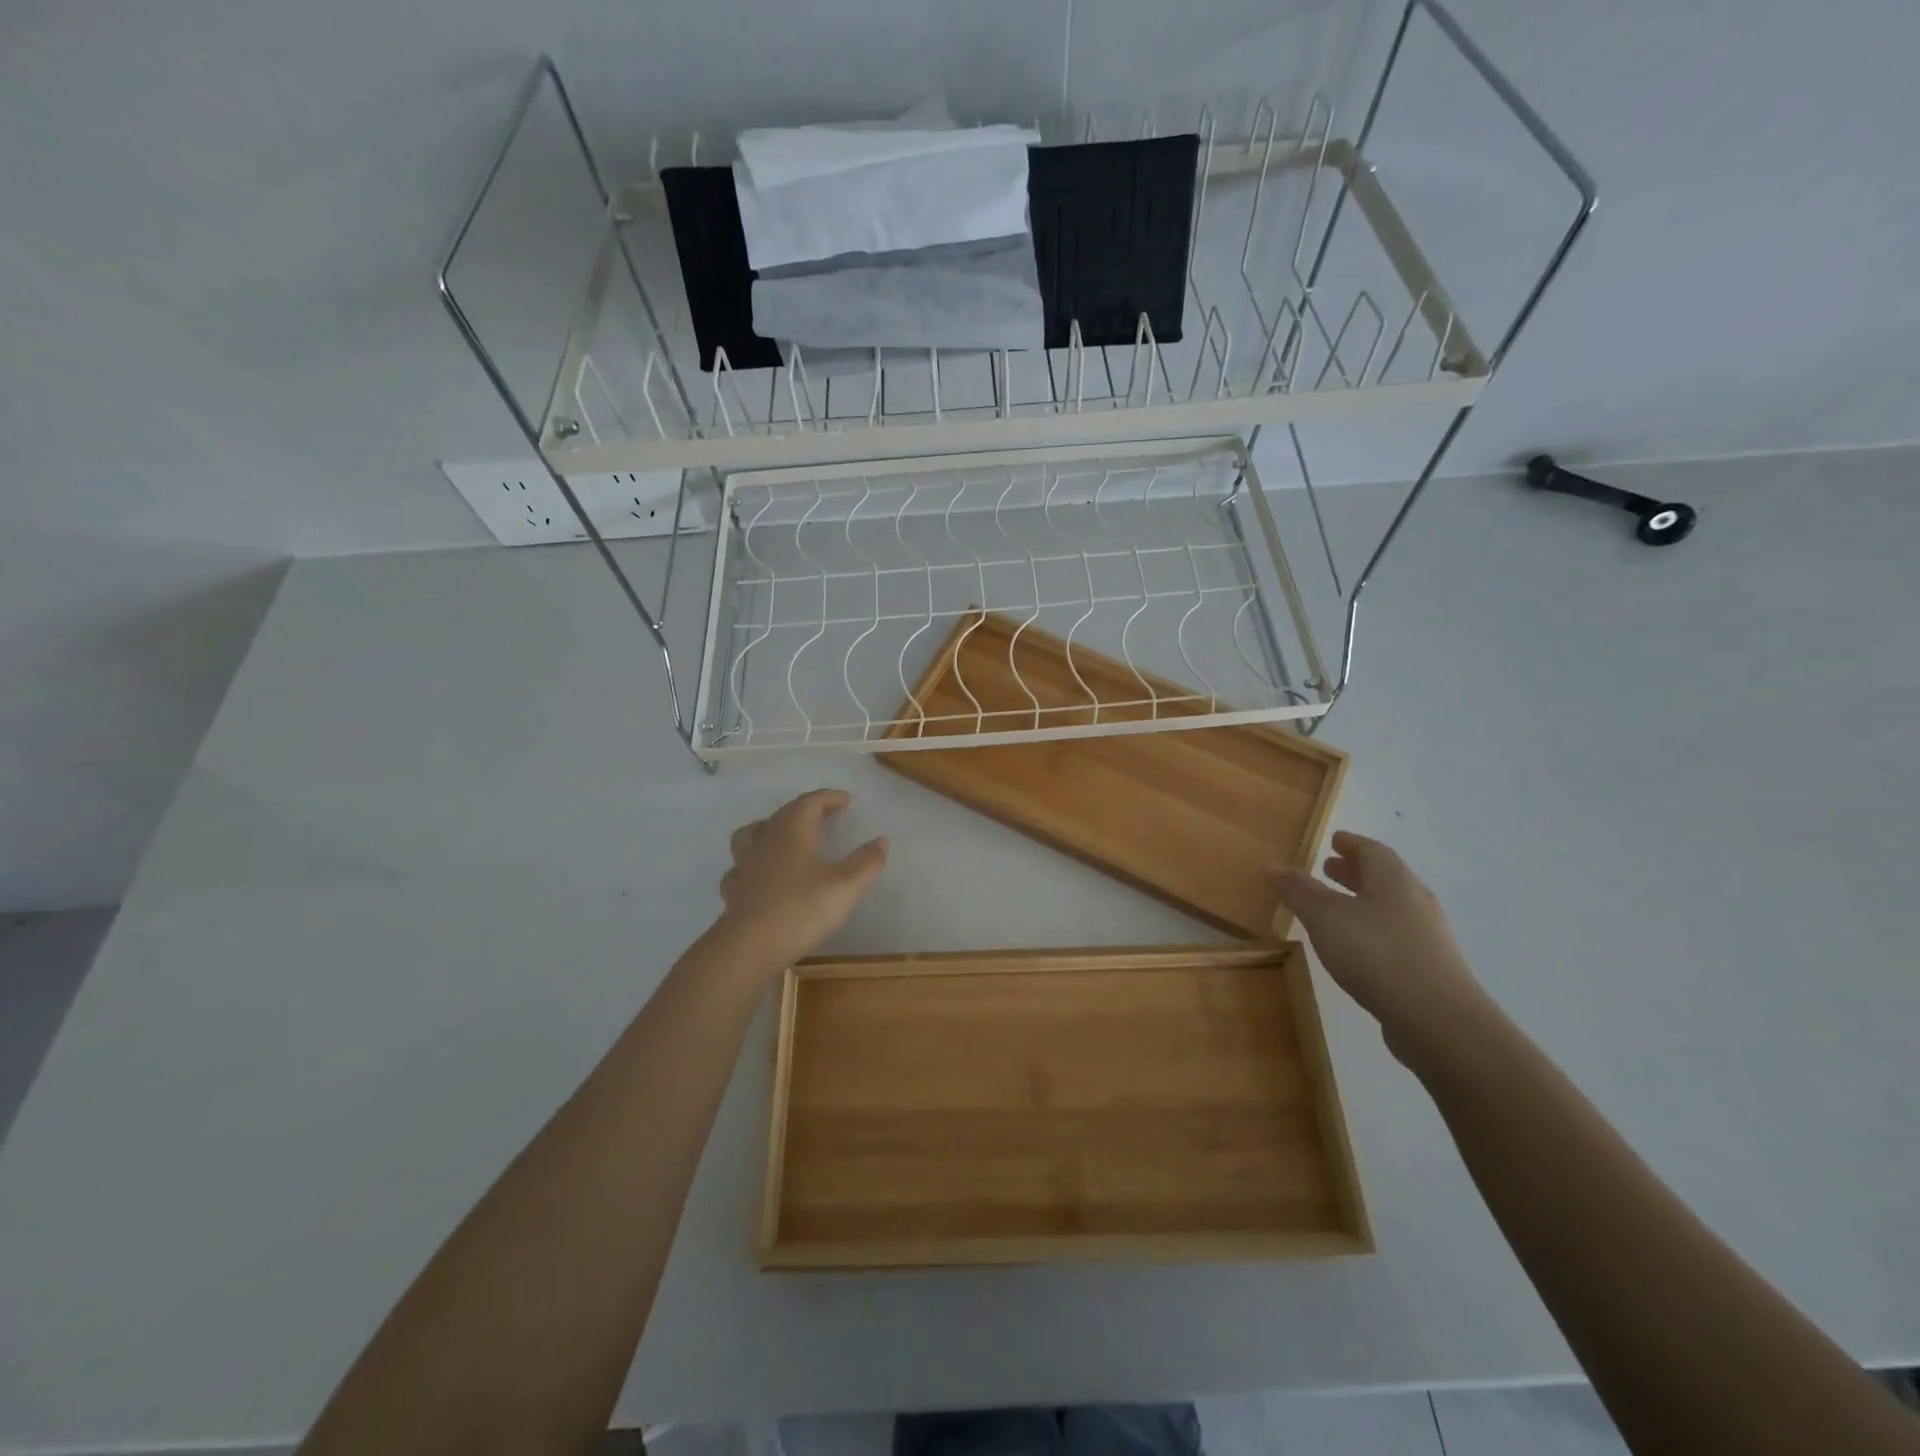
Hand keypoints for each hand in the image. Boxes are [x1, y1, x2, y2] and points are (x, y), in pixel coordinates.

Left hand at [712, 789, 887, 976]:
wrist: (750, 947)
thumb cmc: (802, 909)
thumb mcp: (846, 886)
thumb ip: (866, 862)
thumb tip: (882, 840)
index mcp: (792, 832)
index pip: (810, 802)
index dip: (828, 798)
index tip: (846, 800)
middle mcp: (765, 841)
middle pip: (783, 814)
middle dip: (805, 809)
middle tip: (823, 814)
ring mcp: (744, 866)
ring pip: (751, 835)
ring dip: (769, 829)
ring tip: (782, 836)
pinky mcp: (733, 891)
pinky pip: (740, 868)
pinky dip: (752, 864)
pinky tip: (759, 876)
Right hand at [1270, 831, 1485, 1042]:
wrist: (1438, 1020)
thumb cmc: (1377, 954)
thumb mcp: (1325, 918)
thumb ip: (1299, 891)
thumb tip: (1273, 866)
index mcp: (1394, 880)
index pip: (1372, 850)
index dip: (1351, 843)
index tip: (1333, 840)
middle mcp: (1415, 901)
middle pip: (1383, 877)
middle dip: (1354, 871)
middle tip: (1327, 868)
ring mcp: (1426, 936)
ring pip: (1389, 907)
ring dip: (1362, 901)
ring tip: (1334, 907)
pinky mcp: (1428, 968)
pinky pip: (1394, 935)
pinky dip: (1371, 929)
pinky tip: (1354, 947)